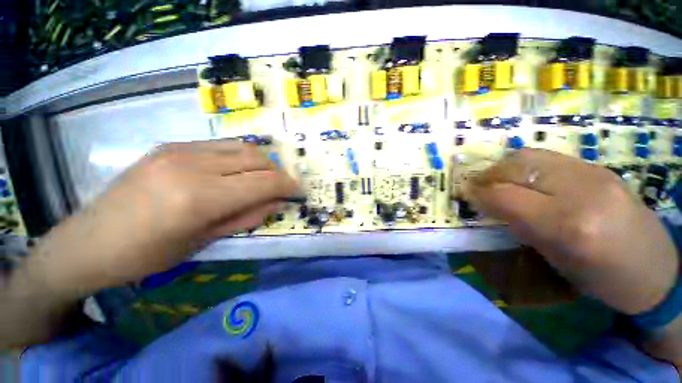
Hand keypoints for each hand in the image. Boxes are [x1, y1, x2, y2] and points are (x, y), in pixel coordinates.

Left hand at [32, 140, 297, 293]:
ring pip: (242, 147)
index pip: (263, 182)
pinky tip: (236, 172)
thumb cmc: (149, 254)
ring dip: (261, 162)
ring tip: (263, 178)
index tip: (297, 190)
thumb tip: (277, 202)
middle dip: (277, 172)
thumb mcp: (206, 241)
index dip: (287, 185)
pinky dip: (240, 157)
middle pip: (256, 158)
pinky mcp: (172, 145)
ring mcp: (180, 150)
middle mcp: (193, 165)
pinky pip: (221, 146)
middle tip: (282, 186)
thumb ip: (248, 216)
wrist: (90, 241)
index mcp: (200, 198)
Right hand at [467, 149, 678, 314]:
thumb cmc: (601, 278)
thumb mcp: (553, 258)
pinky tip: (523, 177)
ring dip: (504, 166)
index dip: (479, 193)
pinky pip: (549, 158)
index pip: (506, 196)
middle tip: (475, 184)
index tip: (464, 193)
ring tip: (496, 178)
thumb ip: (519, 225)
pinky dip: (525, 164)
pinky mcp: (599, 166)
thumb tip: (489, 203)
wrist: (655, 268)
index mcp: (568, 224)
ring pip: (530, 156)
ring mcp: (594, 172)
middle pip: (516, 167)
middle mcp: (581, 190)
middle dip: (488, 175)